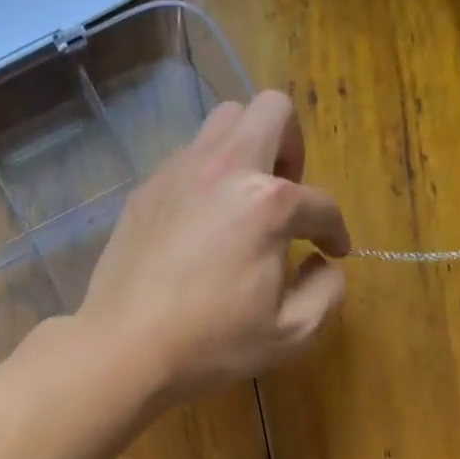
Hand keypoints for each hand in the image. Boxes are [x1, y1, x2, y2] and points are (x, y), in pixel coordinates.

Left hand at [79, 90, 349, 404]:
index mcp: (267, 204)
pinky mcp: (145, 190)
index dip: (335, 230)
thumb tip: (324, 263)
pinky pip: (187, 157)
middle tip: (287, 195)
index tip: (333, 250)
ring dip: (247, 150)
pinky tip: (200, 222)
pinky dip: (206, 175)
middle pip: (272, 110)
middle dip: (293, 145)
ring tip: (243, 201)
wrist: (124, 348)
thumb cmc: (211, 345)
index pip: (320, 204)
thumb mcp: (291, 333)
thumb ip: (327, 292)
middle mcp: (224, 170)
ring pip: (223, 122)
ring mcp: (178, 173)